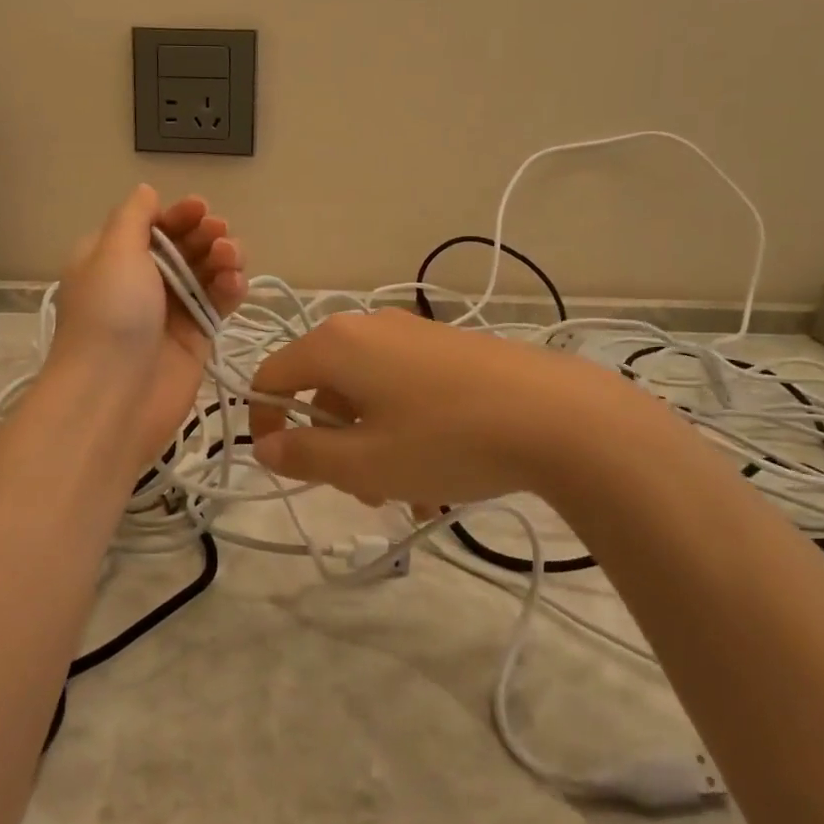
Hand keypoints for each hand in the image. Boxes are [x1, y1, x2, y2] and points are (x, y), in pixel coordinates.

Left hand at [51, 184, 246, 469]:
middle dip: (205, 234)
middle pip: (184, 246)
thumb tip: (147, 192)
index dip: (178, 215)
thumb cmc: (110, 315)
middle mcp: (142, 282)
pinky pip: (219, 304)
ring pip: (207, 273)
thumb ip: (134, 218)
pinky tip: (237, 284)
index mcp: (113, 258)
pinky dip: (231, 289)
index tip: (199, 210)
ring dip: (224, 258)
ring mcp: (171, 311)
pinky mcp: (196, 338)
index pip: (152, 225)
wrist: (114, 395)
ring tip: (230, 260)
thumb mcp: (113, 252)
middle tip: (219, 235)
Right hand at [249, 308, 633, 506]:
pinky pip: (404, 389)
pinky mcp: (449, 348)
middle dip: (331, 445)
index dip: (265, 422)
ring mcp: (413, 334)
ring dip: (372, 445)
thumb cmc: (445, 440)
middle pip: (323, 388)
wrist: (559, 415)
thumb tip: (266, 446)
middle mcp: (368, 327)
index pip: (271, 376)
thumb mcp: (366, 463)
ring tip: (410, 496)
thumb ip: (305, 455)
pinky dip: (405, 429)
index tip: (284, 466)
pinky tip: (441, 476)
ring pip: (367, 394)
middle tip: (359, 492)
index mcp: (336, 345)